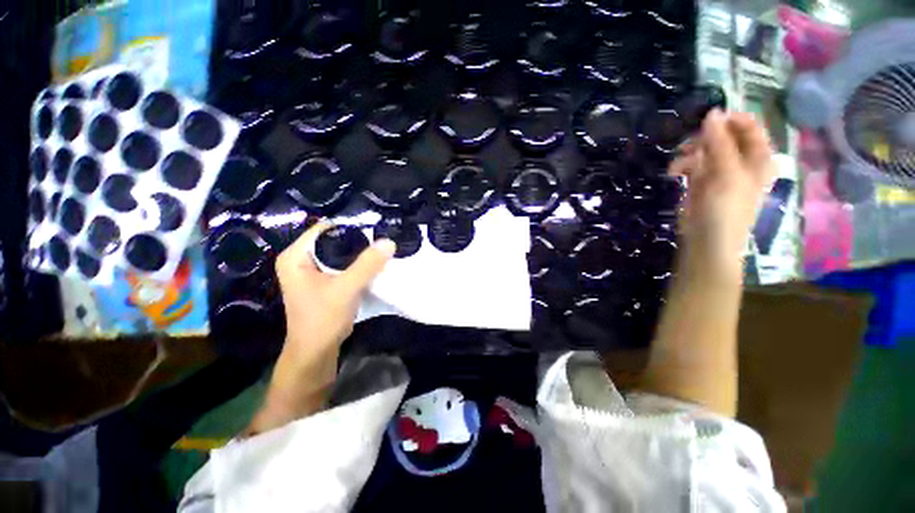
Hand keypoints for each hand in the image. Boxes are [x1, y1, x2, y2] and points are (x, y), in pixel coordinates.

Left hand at [248, 222, 395, 434]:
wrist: (316, 351)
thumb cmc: (322, 319)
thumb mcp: (345, 289)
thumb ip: (367, 265)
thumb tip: (389, 241)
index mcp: (295, 256)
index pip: (324, 229)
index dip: (349, 227)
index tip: (375, 229)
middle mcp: (301, 260)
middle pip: (333, 240)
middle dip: (358, 241)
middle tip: (381, 239)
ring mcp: (312, 271)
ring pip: (340, 253)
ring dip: (360, 253)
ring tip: (381, 249)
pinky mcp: (324, 281)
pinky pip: (343, 265)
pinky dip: (358, 264)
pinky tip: (375, 264)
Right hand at [669, 110, 776, 273]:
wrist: (707, 241)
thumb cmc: (725, 209)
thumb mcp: (726, 173)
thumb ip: (720, 143)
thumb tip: (712, 113)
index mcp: (758, 158)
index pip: (749, 127)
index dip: (731, 120)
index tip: (708, 120)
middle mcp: (741, 161)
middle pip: (725, 136)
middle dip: (705, 138)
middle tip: (689, 144)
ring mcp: (720, 172)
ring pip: (705, 149)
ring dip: (690, 152)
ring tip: (678, 163)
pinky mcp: (701, 182)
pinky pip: (693, 164)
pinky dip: (683, 165)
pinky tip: (674, 172)